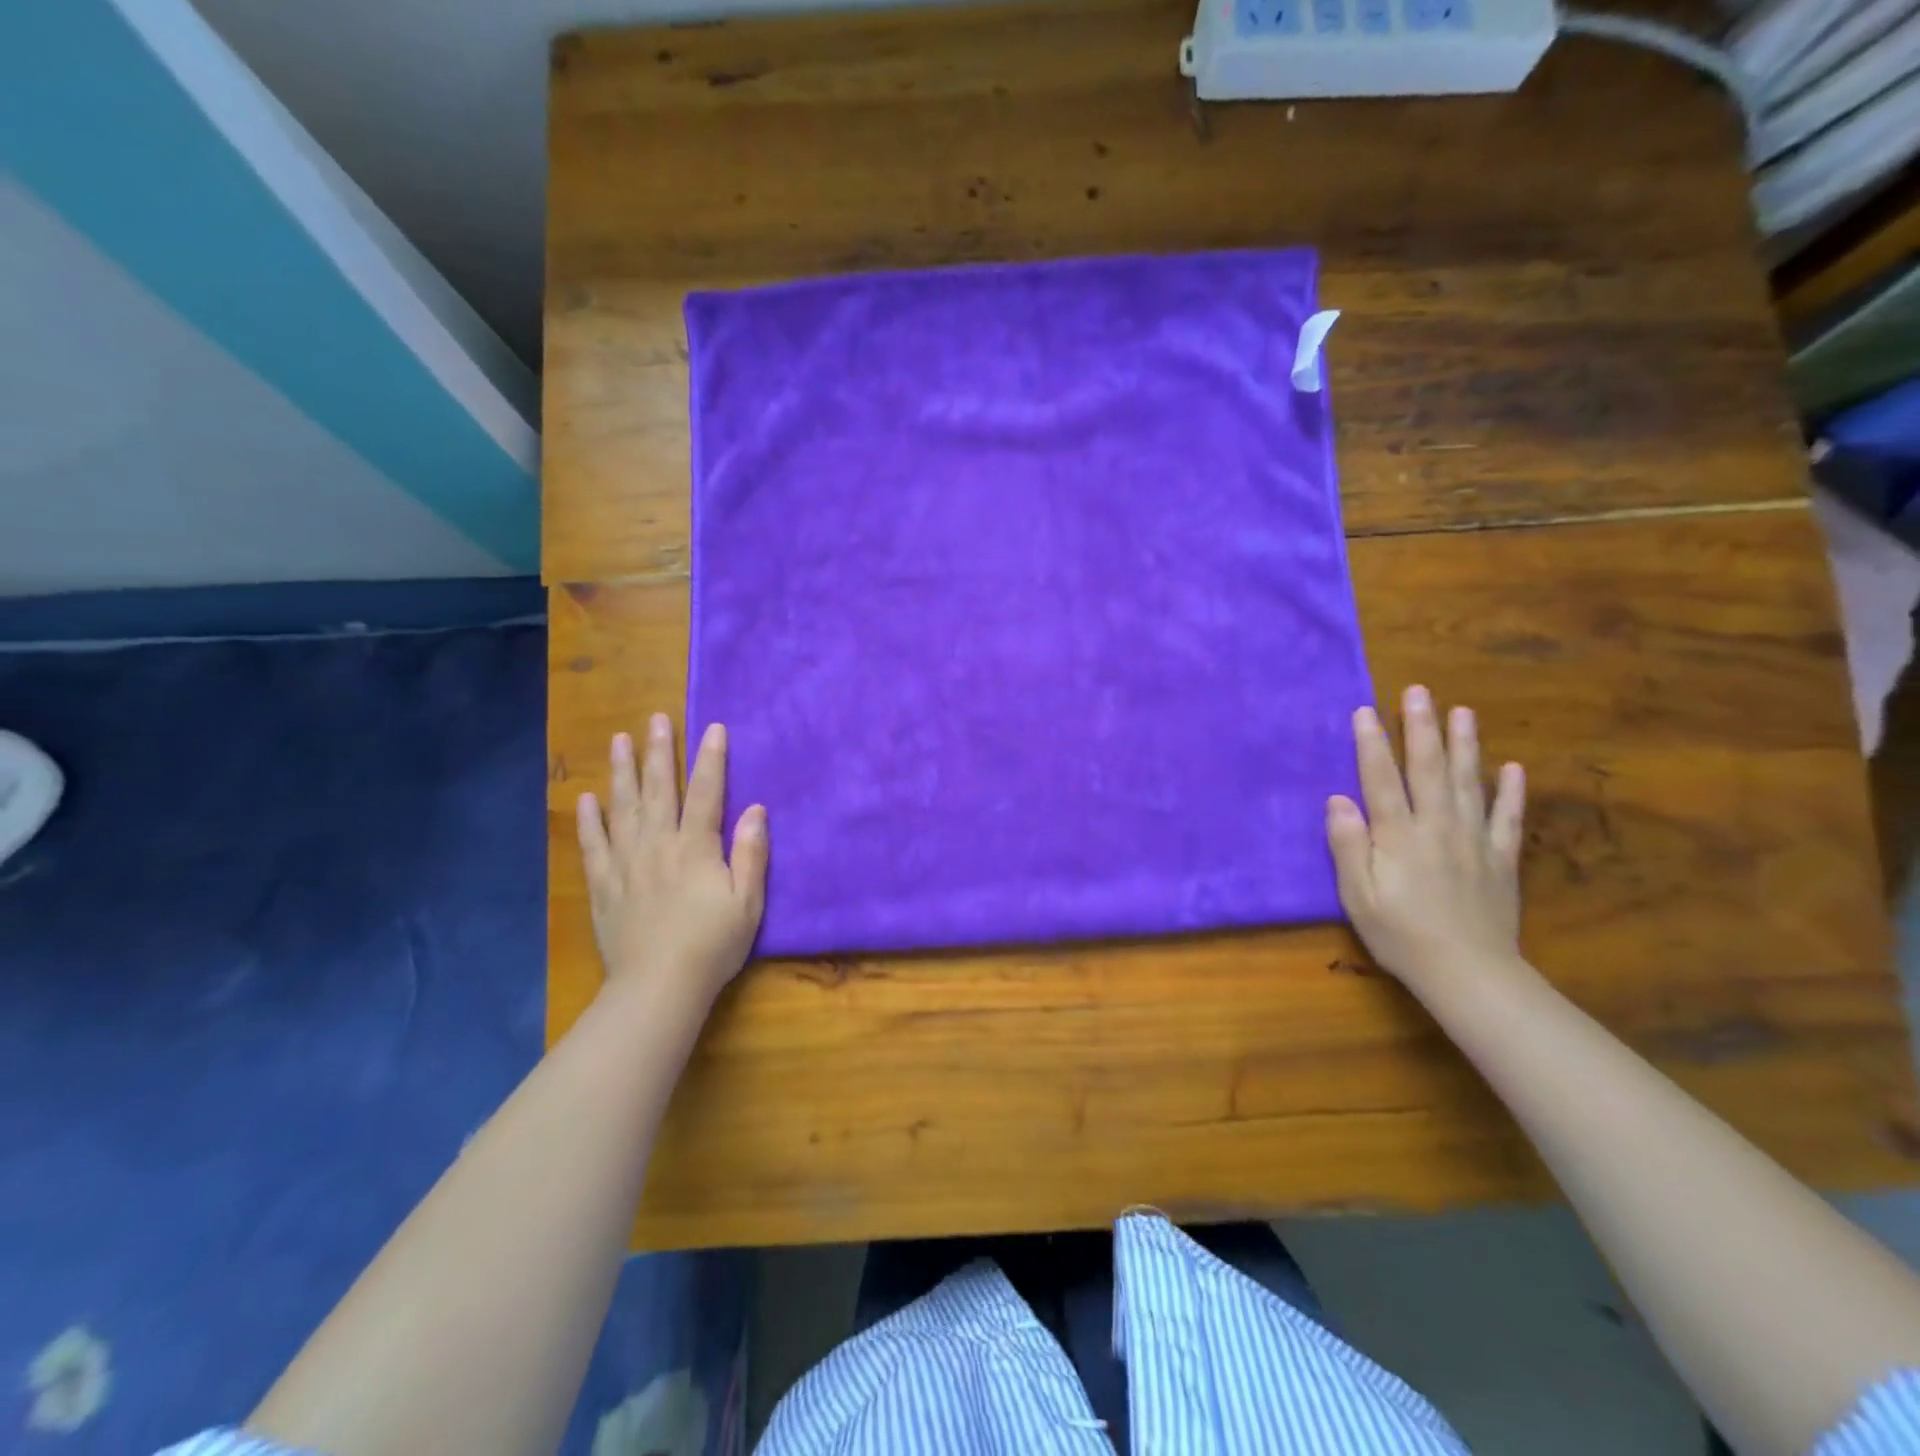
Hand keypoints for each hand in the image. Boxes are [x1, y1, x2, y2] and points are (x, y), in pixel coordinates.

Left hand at [575, 714, 768, 1008]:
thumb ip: (751, 853)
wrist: (658, 988)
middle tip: (655, 719)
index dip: (710, 759)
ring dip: (622, 772)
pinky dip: (589, 820)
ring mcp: (626, 864)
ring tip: (618, 741)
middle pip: (659, 790)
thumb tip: (756, 809)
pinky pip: (593, 845)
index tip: (712, 727)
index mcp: (696, 848)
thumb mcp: (748, 903)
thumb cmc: (712, 945)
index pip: (706, 793)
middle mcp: (658, 845)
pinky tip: (586, 799)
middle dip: (659, 752)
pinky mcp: (604, 886)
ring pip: (623, 808)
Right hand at [1325, 685, 1526, 991]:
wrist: (1470, 975)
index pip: (1382, 779)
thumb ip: (1348, 846)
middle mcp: (1438, 828)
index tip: (1365, 710)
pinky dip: (1511, 791)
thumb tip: (1338, 800)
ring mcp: (1475, 841)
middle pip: (1429, 770)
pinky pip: (1508, 818)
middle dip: (1421, 728)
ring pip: (1470, 783)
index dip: (1372, 744)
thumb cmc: (1401, 935)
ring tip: (1462, 712)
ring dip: (1465, 745)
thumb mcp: (1358, 896)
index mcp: (1399, 836)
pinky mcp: (1501, 860)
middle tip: (1419, 692)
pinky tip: (1513, 767)